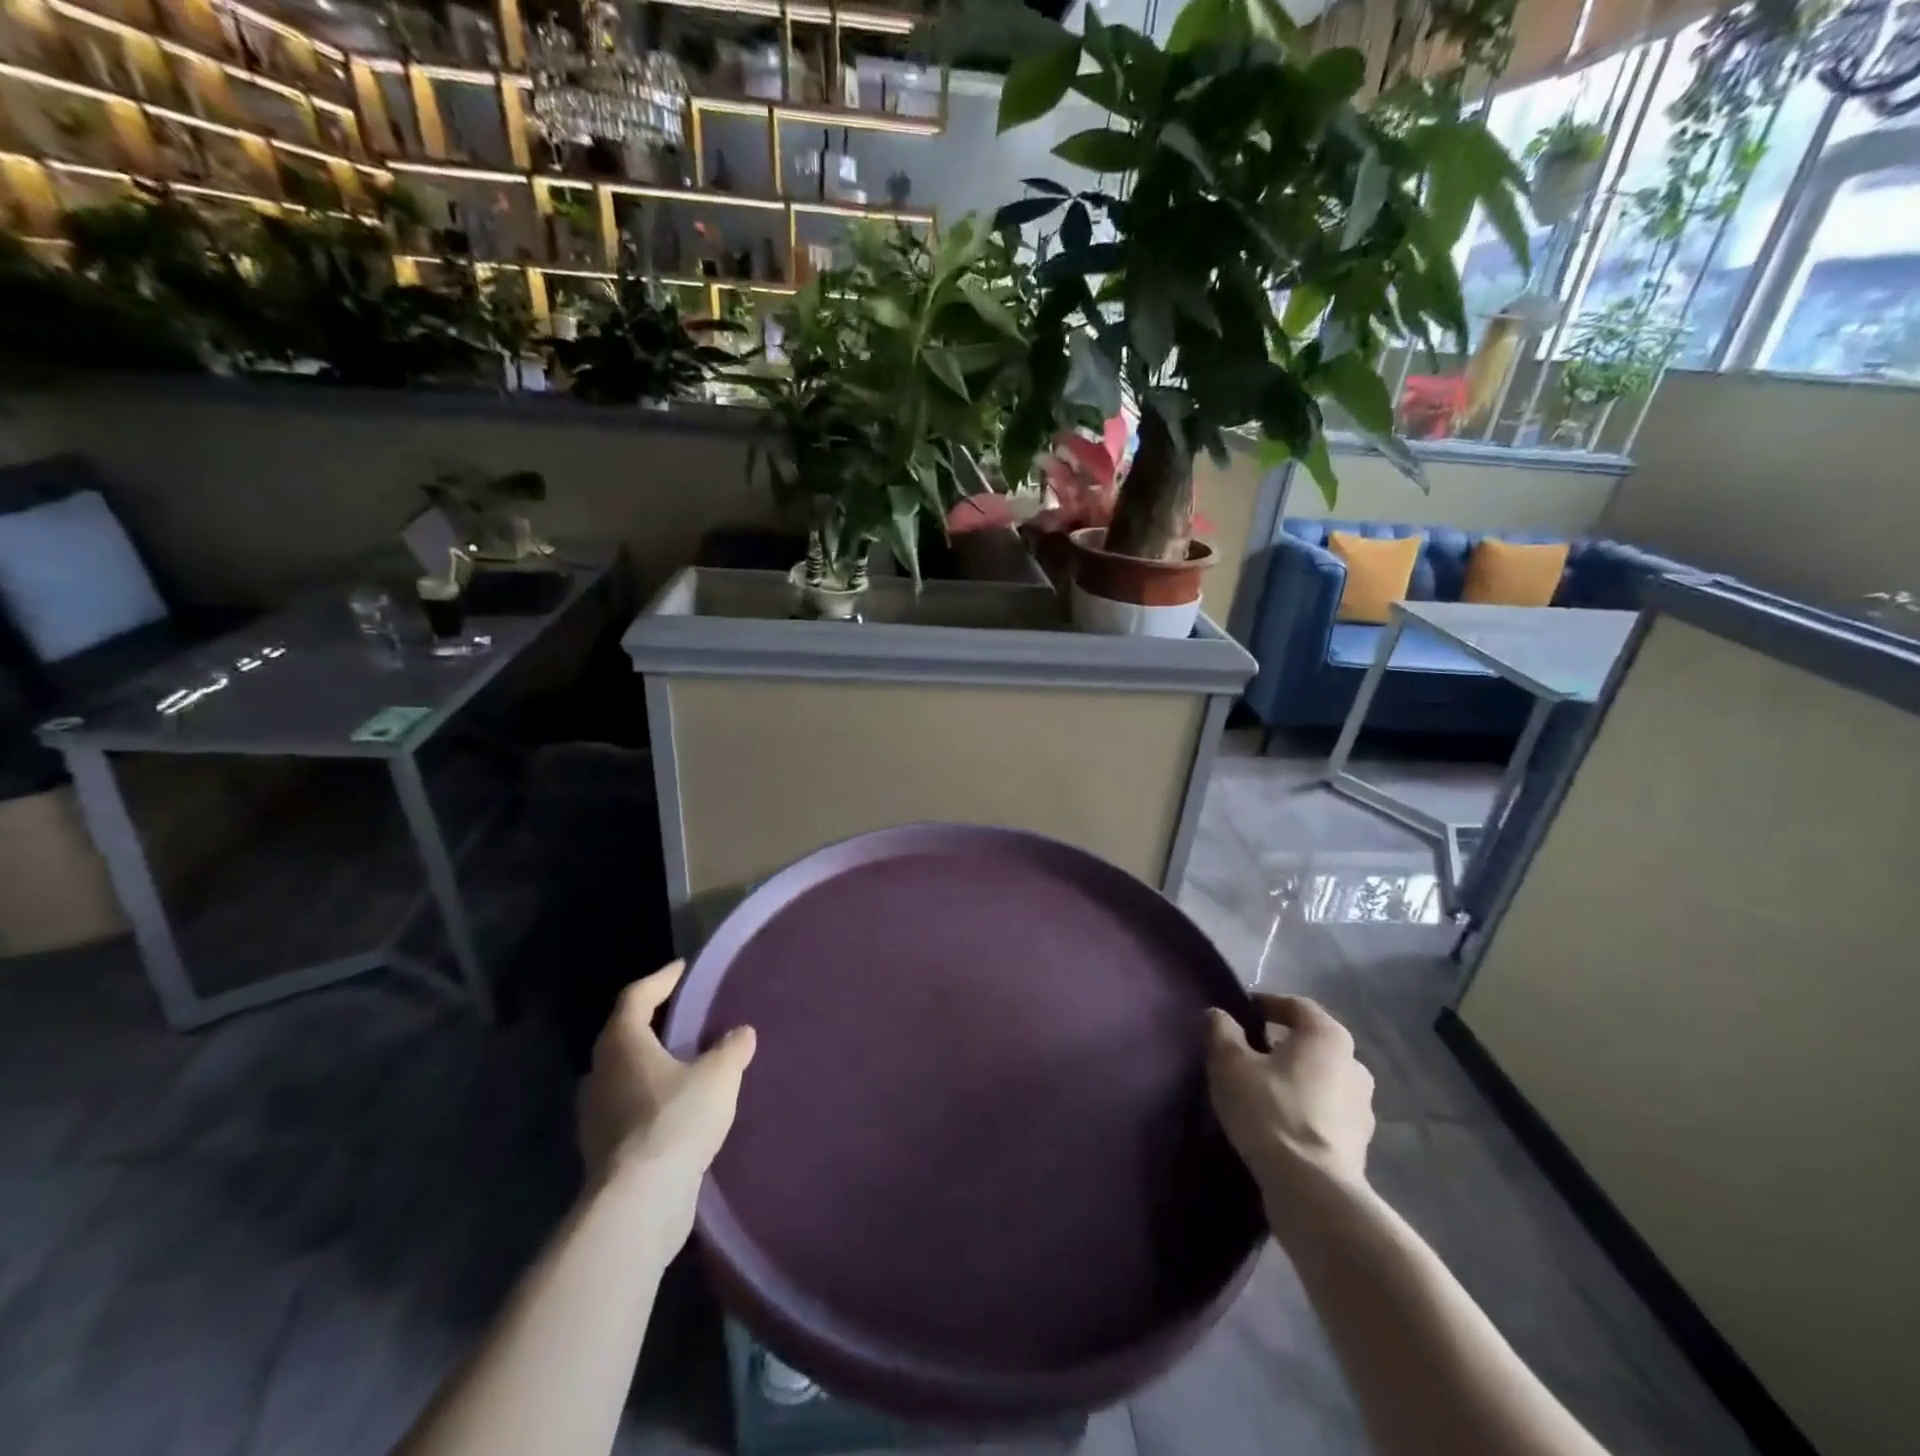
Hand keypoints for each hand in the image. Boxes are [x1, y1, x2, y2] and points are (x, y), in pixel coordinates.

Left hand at [577, 962, 755, 1225]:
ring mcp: (595, 1115)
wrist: (639, 1203)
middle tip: (683, 1015)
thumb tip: (741, 1033)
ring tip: (683, 1062)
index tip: (682, 969)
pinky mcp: (602, 1150)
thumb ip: (731, 1049)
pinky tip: (675, 1108)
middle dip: (652, 1022)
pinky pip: (627, 1108)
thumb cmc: (675, 1120)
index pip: (636, 997)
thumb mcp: (718, 1076)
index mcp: (622, 1044)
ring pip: (622, 1075)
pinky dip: (648, 1098)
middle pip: (623, 1035)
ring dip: (649, 1064)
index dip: (661, 979)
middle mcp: (600, 1074)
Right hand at [1207, 994, 1375, 1224]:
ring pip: (1320, 1080)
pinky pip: (1325, 1113)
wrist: (1311, 1191)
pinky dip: (1303, 1110)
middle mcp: (1355, 1065)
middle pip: (1311, 1043)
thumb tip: (1219, 1015)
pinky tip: (1277, 1123)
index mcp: (1328, 1036)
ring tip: (1260, 1092)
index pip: (1295, 1005)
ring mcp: (1362, 1109)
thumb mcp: (1229, 1062)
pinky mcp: (1359, 1145)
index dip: (1265, 1004)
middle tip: (1247, 1054)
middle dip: (1280, 1045)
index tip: (1240, 1015)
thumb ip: (1221, 1030)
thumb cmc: (1270, 1111)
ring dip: (1294, 1080)